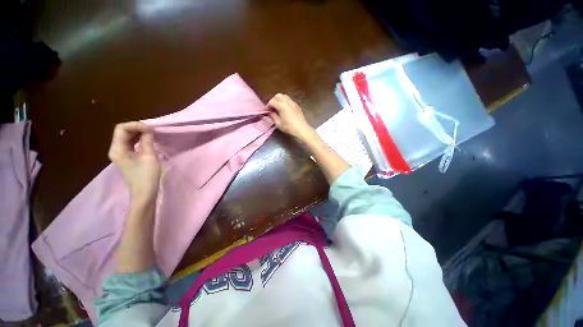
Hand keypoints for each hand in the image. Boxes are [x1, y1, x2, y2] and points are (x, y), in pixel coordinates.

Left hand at [108, 122, 160, 203]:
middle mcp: (115, 149)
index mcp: (117, 149)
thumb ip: (147, 141)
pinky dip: (139, 139)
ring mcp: (120, 154)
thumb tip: (148, 129)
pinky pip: (130, 143)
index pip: (122, 128)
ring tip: (152, 134)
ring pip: (127, 137)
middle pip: (123, 131)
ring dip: (139, 133)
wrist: (144, 193)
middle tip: (153, 130)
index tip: (151, 129)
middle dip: (137, 128)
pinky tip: (148, 140)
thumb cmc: (146, 176)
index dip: (136, 125)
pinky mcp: (126, 157)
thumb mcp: (149, 156)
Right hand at [267, 94, 313, 140]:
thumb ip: (273, 116)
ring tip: (278, 108)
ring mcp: (293, 102)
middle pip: (278, 96)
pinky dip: (285, 102)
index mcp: (281, 105)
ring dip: (279, 100)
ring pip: (284, 96)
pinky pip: (289, 100)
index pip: (271, 101)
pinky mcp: (297, 105)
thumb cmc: (289, 127)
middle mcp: (287, 101)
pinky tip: (284, 109)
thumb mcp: (278, 123)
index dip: (267, 106)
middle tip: (272, 108)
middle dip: (273, 100)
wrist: (301, 129)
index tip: (266, 111)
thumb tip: (269, 112)